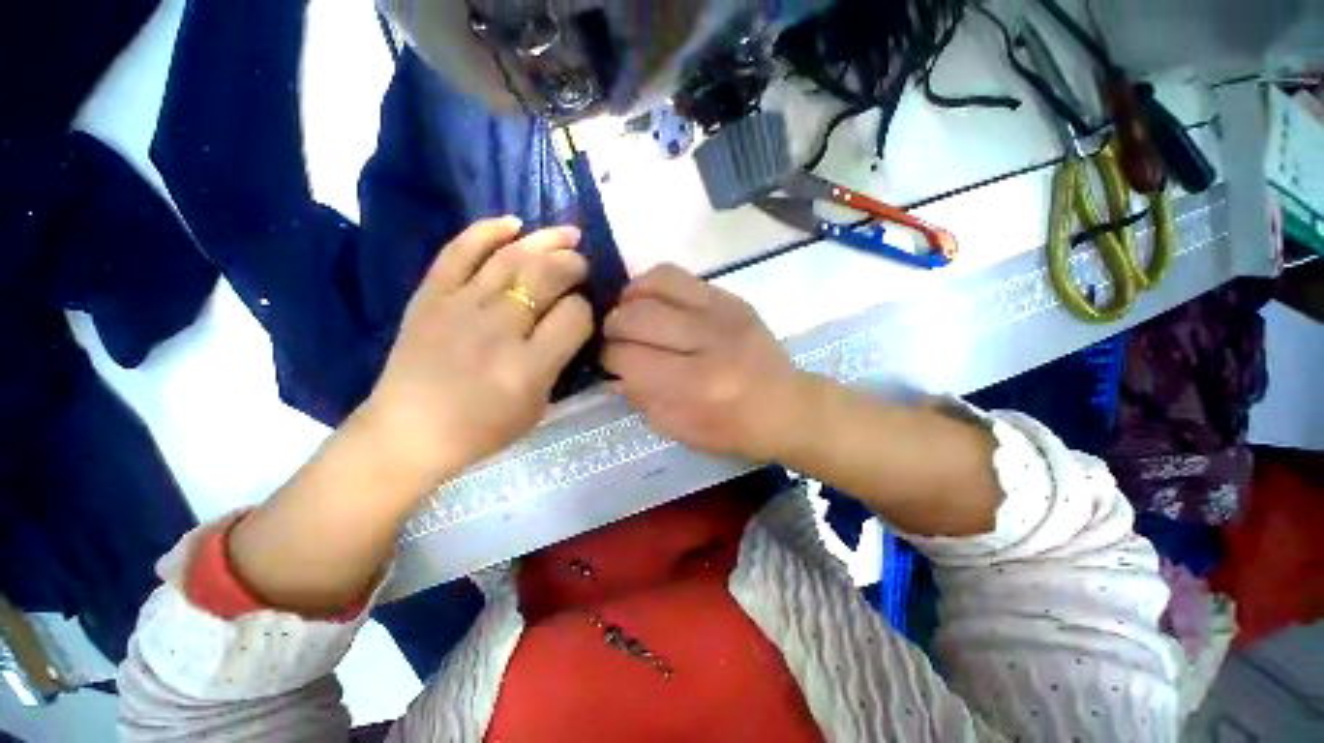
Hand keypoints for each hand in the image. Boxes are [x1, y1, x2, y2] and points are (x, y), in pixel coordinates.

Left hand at [359, 217, 592, 487]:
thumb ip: (558, 362)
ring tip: (567, 233)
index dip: (585, 310)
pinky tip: (513, 223)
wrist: (408, 432)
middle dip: (573, 264)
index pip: (574, 317)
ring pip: (511, 257)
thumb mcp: (538, 406)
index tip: (581, 315)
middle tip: (581, 265)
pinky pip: (459, 251)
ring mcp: (460, 307)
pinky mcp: (430, 296)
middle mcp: (498, 330)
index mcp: (529, 367)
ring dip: (545, 240)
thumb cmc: (482, 429)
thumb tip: (570, 323)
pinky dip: (487, 231)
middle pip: (546, 277)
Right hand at [602, 264, 806, 461]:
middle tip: (614, 336)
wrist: (788, 406)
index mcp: (695, 385)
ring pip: (657, 283)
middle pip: (637, 316)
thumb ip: (641, 398)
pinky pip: (681, 276)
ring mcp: (723, 313)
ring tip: (628, 311)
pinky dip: (654, 285)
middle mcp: (708, 341)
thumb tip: (613, 371)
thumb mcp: (681, 429)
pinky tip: (653, 302)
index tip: (607, 360)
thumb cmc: (734, 429)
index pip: (629, 357)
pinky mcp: (733, 299)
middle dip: (613, 326)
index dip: (608, 357)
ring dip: (630, 297)